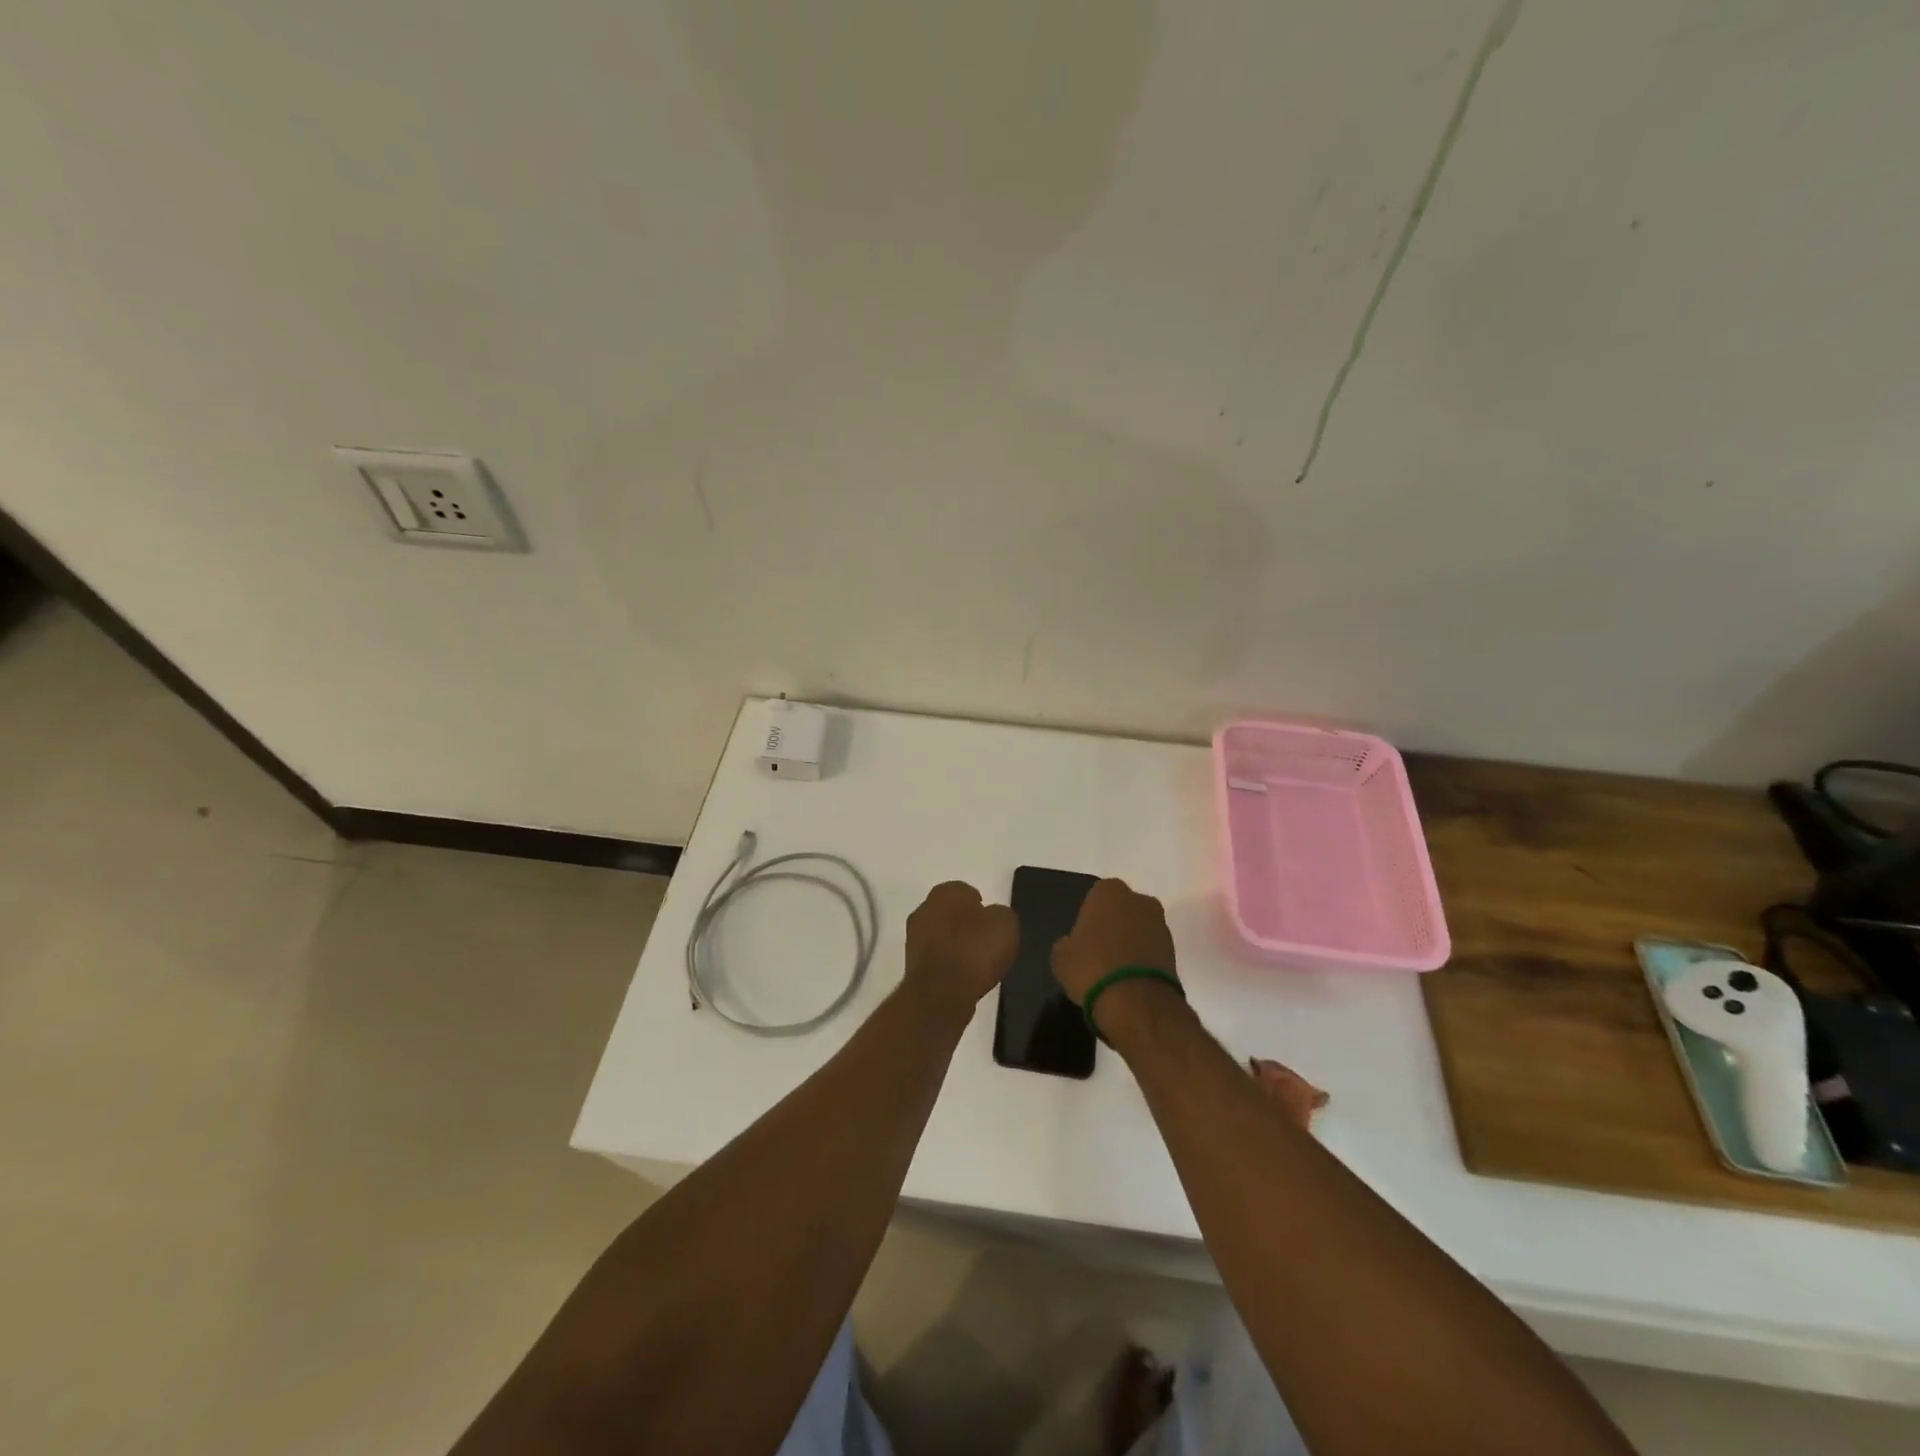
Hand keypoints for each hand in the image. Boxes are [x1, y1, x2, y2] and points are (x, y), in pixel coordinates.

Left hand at [903, 882, 1017, 1018]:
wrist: (942, 992)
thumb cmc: (975, 950)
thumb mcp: (1005, 924)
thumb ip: (1000, 914)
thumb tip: (993, 917)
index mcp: (946, 891)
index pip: (967, 892)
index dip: (982, 908)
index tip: (993, 925)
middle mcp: (925, 908)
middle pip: (950, 913)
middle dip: (965, 924)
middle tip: (985, 942)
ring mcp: (914, 937)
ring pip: (941, 935)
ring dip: (954, 945)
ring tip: (975, 964)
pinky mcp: (910, 964)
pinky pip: (936, 958)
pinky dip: (947, 964)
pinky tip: (962, 977)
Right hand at [1051, 877, 1175, 1004]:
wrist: (1137, 1002)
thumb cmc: (1092, 968)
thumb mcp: (1061, 956)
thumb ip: (1068, 942)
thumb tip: (1074, 944)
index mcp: (1109, 891)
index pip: (1095, 896)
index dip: (1088, 917)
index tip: (1082, 938)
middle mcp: (1139, 899)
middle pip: (1121, 910)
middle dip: (1113, 925)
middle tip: (1098, 951)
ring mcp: (1160, 924)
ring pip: (1139, 928)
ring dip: (1130, 942)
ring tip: (1114, 970)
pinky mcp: (1175, 950)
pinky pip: (1151, 949)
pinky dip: (1142, 959)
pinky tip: (1129, 979)